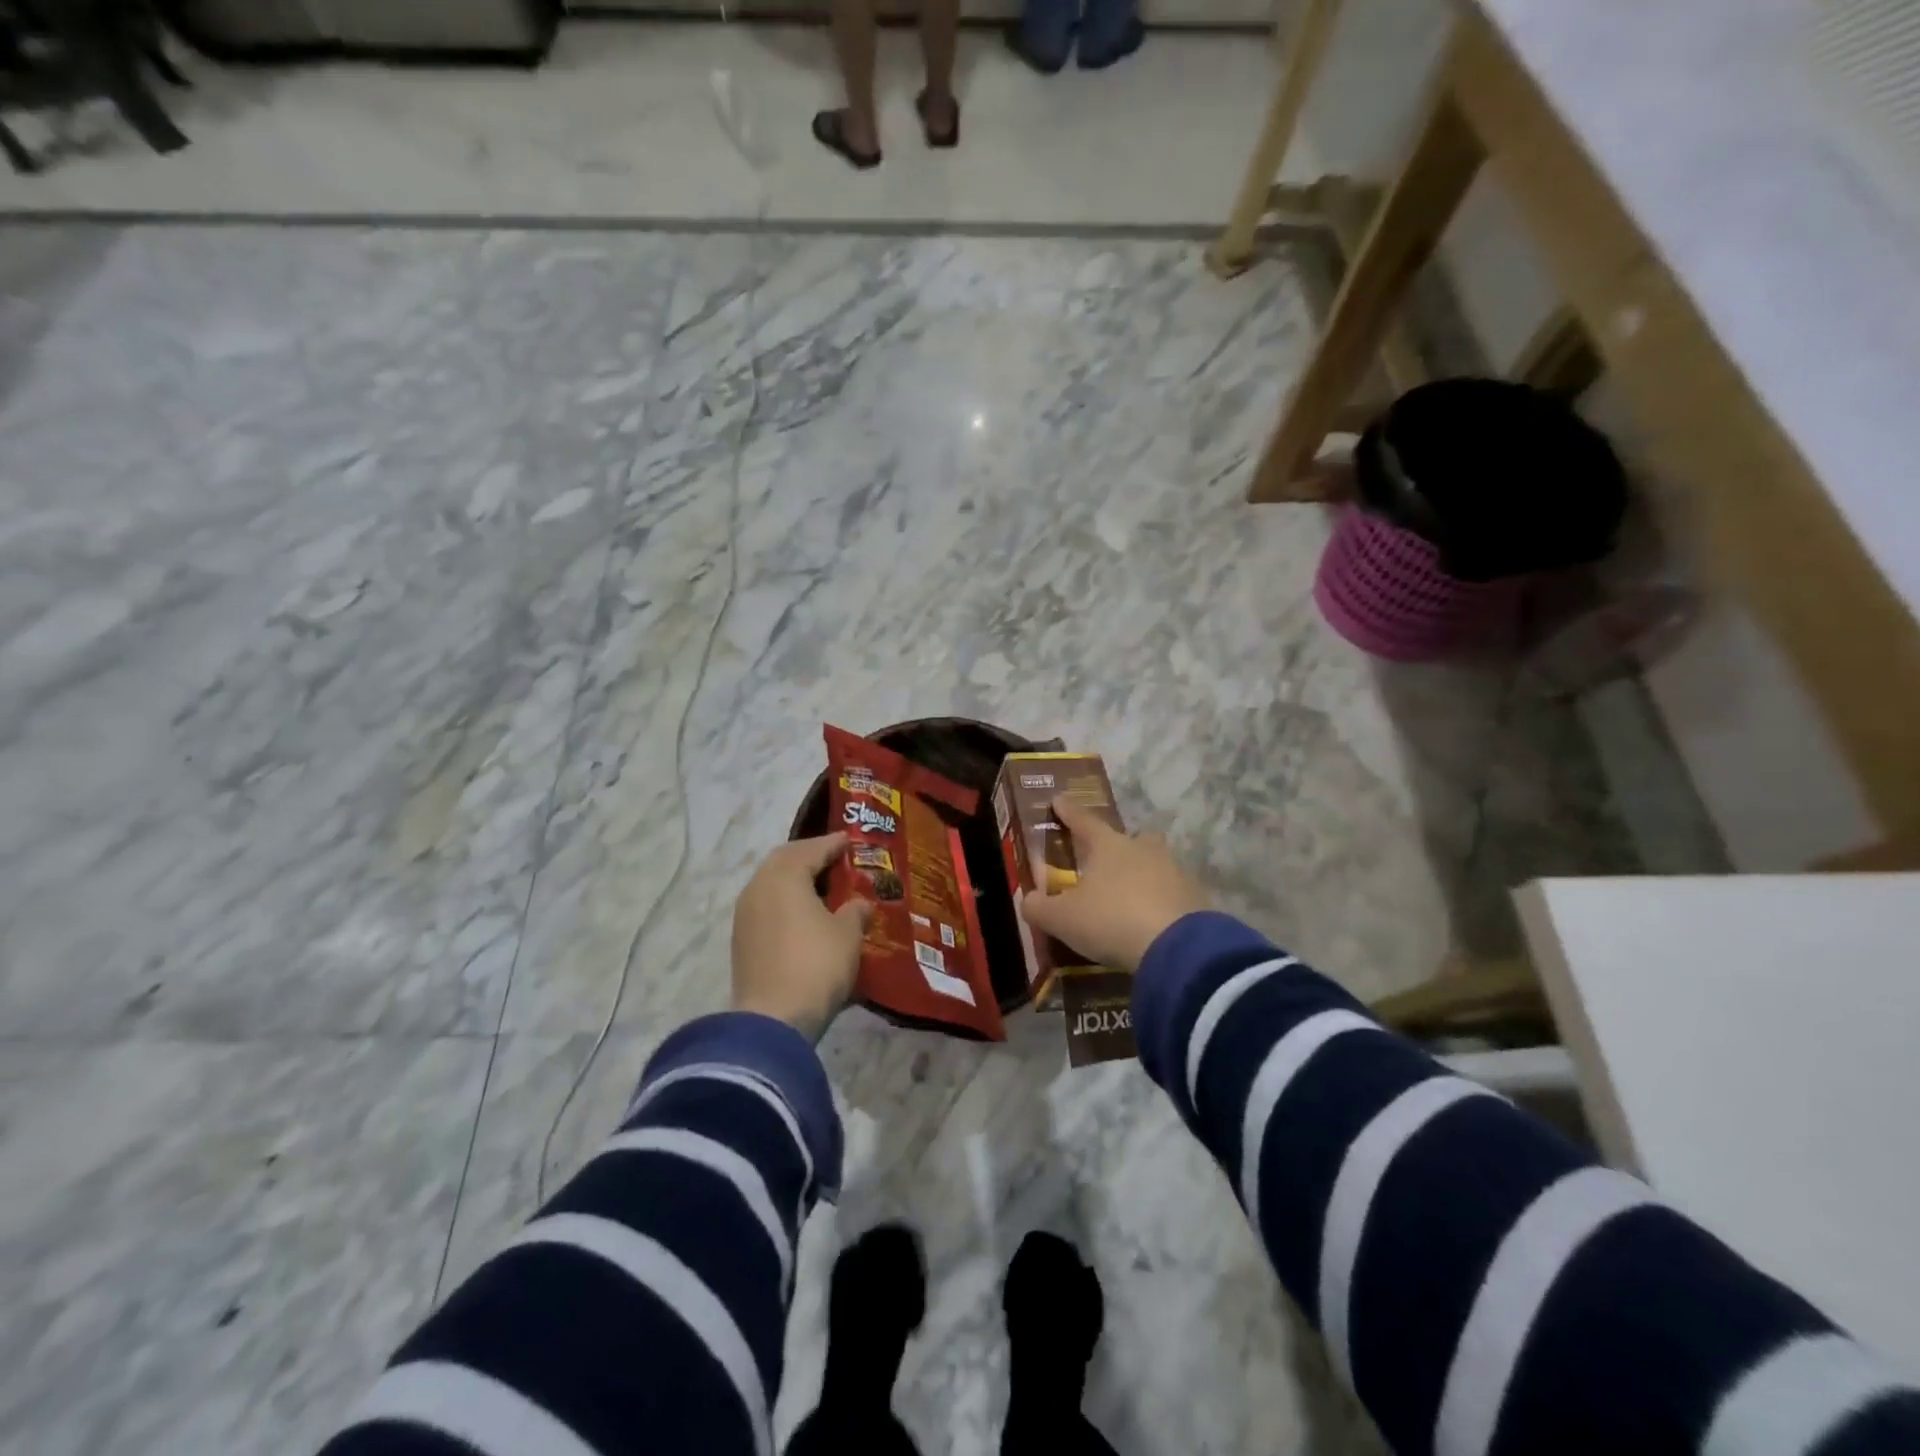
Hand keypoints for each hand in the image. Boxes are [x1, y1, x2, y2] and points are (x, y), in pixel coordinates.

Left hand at [732, 833, 872, 1041]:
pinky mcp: (742, 941)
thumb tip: (859, 904)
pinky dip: (786, 903)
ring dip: (795, 881)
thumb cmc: (816, 964)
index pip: (811, 849)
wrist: (773, 1020)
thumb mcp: (848, 934)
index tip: (850, 840)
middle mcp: (758, 887)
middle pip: (784, 861)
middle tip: (834, 859)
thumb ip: (855, 910)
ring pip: (772, 885)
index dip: (833, 844)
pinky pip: (767, 907)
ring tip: (821, 887)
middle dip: (809, 857)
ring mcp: (745, 916)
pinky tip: (804, 915)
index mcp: (784, 876)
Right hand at [1020, 797, 1210, 972]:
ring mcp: (1174, 872)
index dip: (1068, 811)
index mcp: (1108, 845)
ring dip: (1141, 876)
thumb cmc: (1111, 920)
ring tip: (1127, 898)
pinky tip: (1151, 922)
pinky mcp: (1196, 899)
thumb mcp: (1062, 919)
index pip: (1083, 820)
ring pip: (1154, 865)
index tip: (1058, 799)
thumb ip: (1039, 908)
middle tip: (1105, 860)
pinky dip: (1159, 903)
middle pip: (1130, 839)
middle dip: (1118, 846)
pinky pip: (1171, 894)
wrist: (1178, 948)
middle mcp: (1143, 850)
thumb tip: (1028, 899)